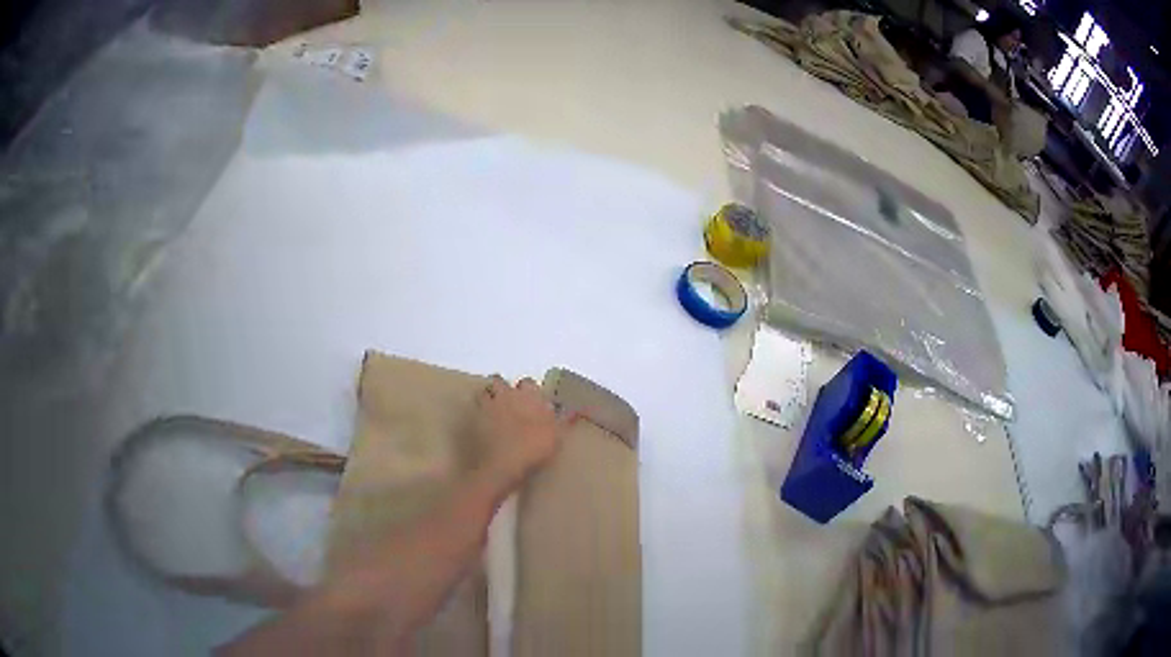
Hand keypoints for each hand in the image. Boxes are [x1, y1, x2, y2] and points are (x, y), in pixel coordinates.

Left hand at [472, 375, 572, 491]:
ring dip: (489, 396)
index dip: (529, 390)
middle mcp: (507, 395)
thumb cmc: (534, 449)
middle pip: (500, 381)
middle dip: (504, 388)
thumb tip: (575, 410)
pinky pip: (475, 406)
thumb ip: (565, 421)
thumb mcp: (557, 437)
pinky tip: (482, 420)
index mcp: (529, 396)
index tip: (532, 400)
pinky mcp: (474, 417)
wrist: (503, 465)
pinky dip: (478, 410)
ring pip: (485, 390)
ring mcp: (488, 405)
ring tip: (494, 408)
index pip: (528, 382)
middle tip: (510, 402)